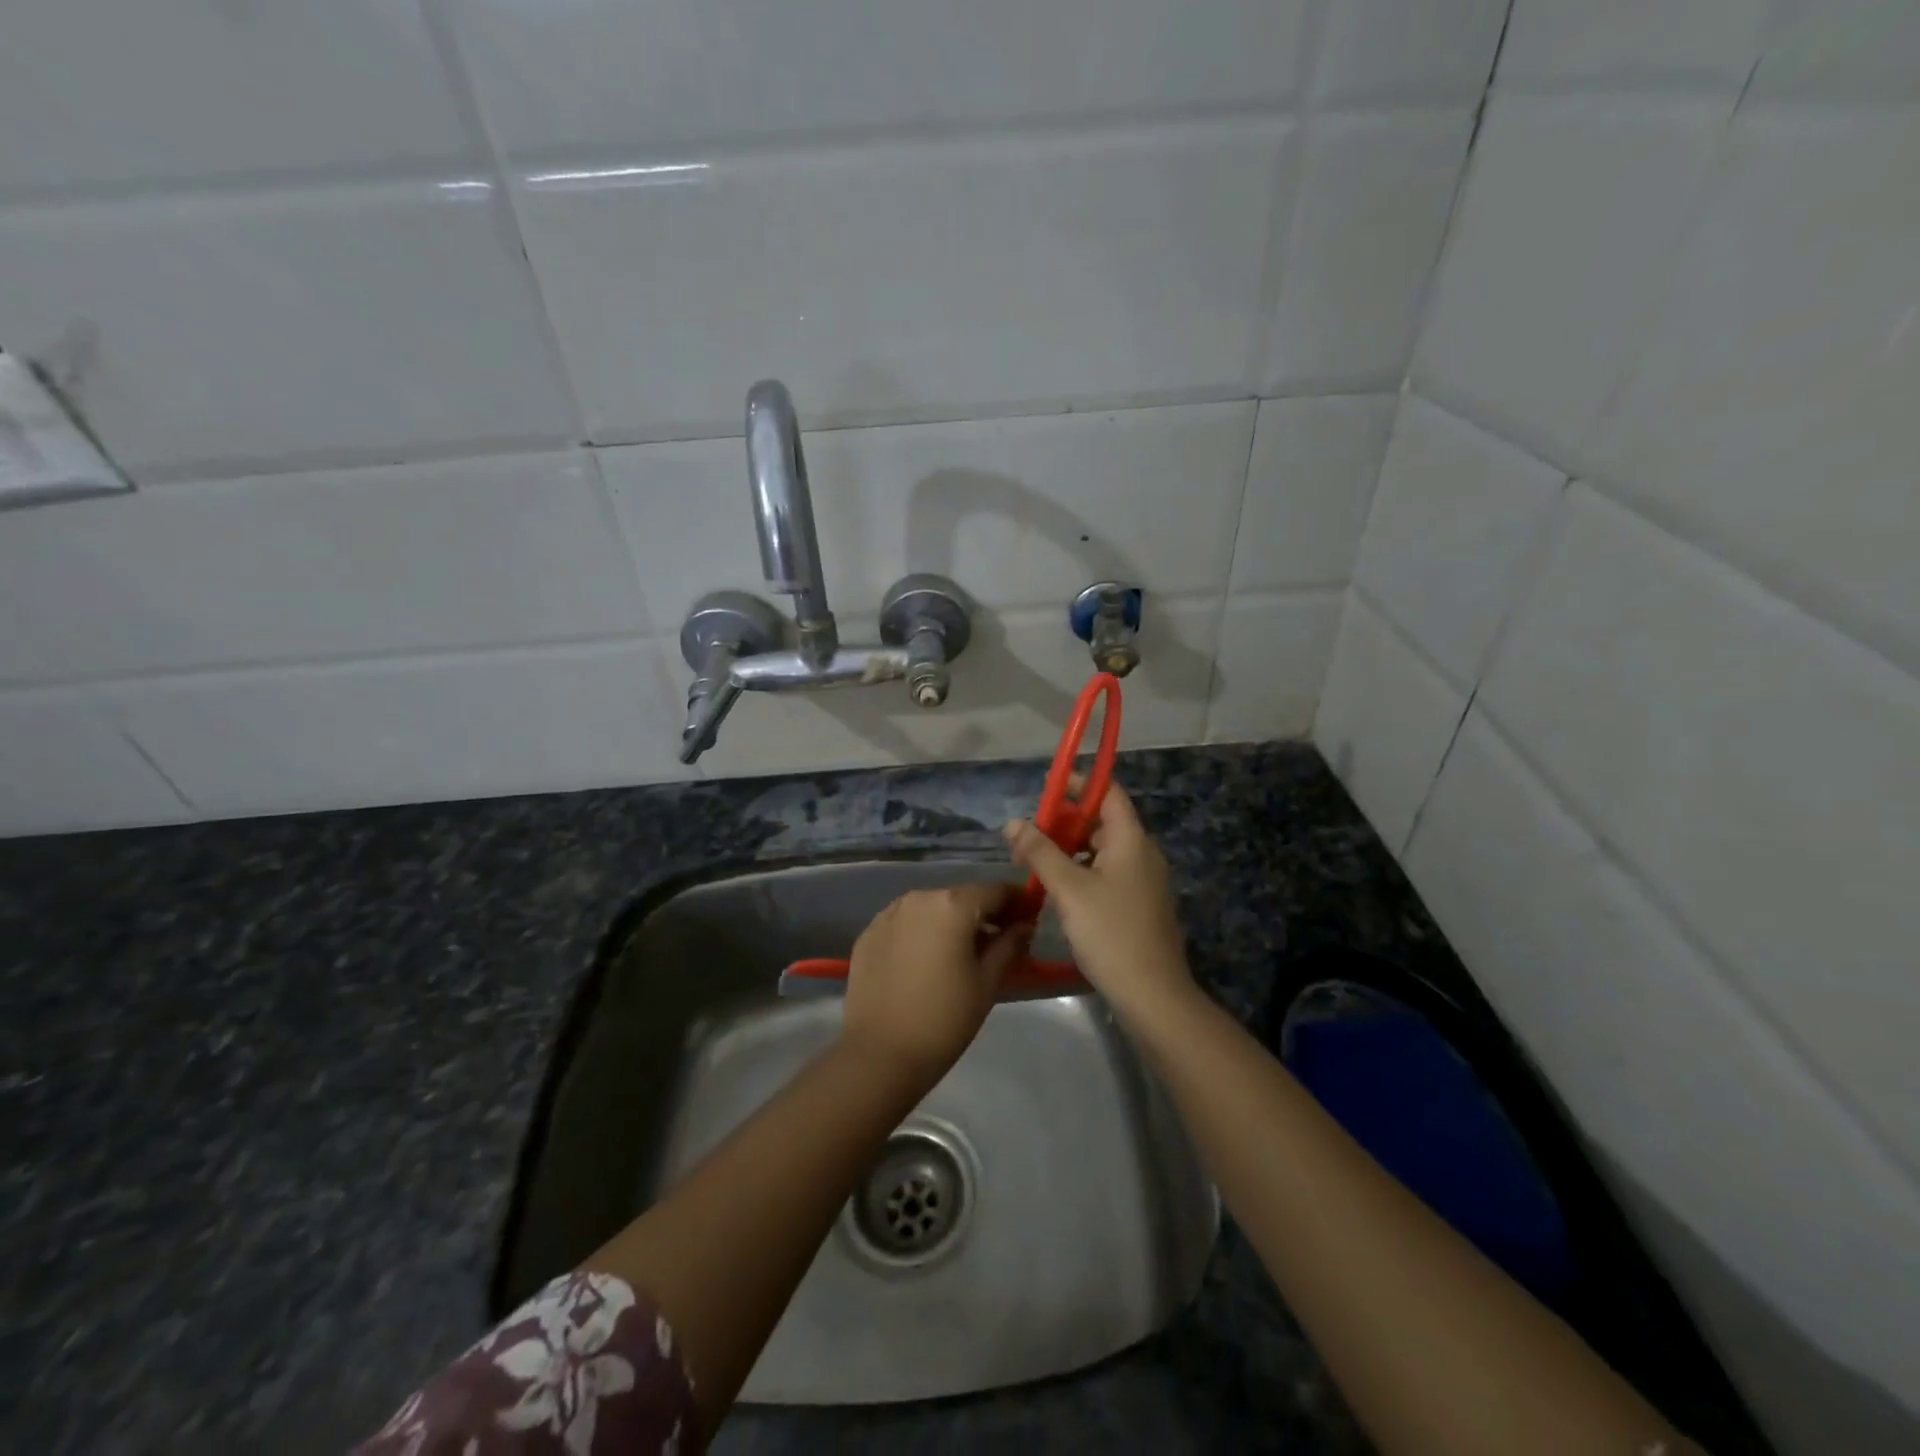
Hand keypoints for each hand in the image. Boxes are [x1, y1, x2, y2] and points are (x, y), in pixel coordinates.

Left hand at [840, 883, 1031, 1086]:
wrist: (879, 1054)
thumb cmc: (944, 1018)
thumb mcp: (987, 982)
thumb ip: (1009, 945)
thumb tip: (1024, 926)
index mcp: (953, 905)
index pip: (995, 891)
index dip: (1016, 902)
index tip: (1027, 920)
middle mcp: (919, 897)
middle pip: (961, 897)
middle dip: (982, 914)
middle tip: (996, 943)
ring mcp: (889, 913)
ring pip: (931, 909)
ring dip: (949, 922)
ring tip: (958, 954)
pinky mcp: (868, 933)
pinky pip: (905, 924)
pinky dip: (920, 934)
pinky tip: (924, 963)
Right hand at [1003, 781, 1193, 1018]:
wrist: (1152, 994)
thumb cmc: (1110, 932)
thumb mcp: (1068, 889)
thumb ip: (1040, 852)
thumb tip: (1013, 823)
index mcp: (1131, 840)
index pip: (1108, 792)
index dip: (1079, 783)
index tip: (1047, 786)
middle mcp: (1142, 853)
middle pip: (1103, 822)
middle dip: (1065, 822)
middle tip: (1029, 833)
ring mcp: (1144, 881)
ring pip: (1103, 851)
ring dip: (1070, 849)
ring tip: (1036, 862)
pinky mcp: (1140, 905)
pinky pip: (1108, 873)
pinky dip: (1082, 871)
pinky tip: (1059, 889)